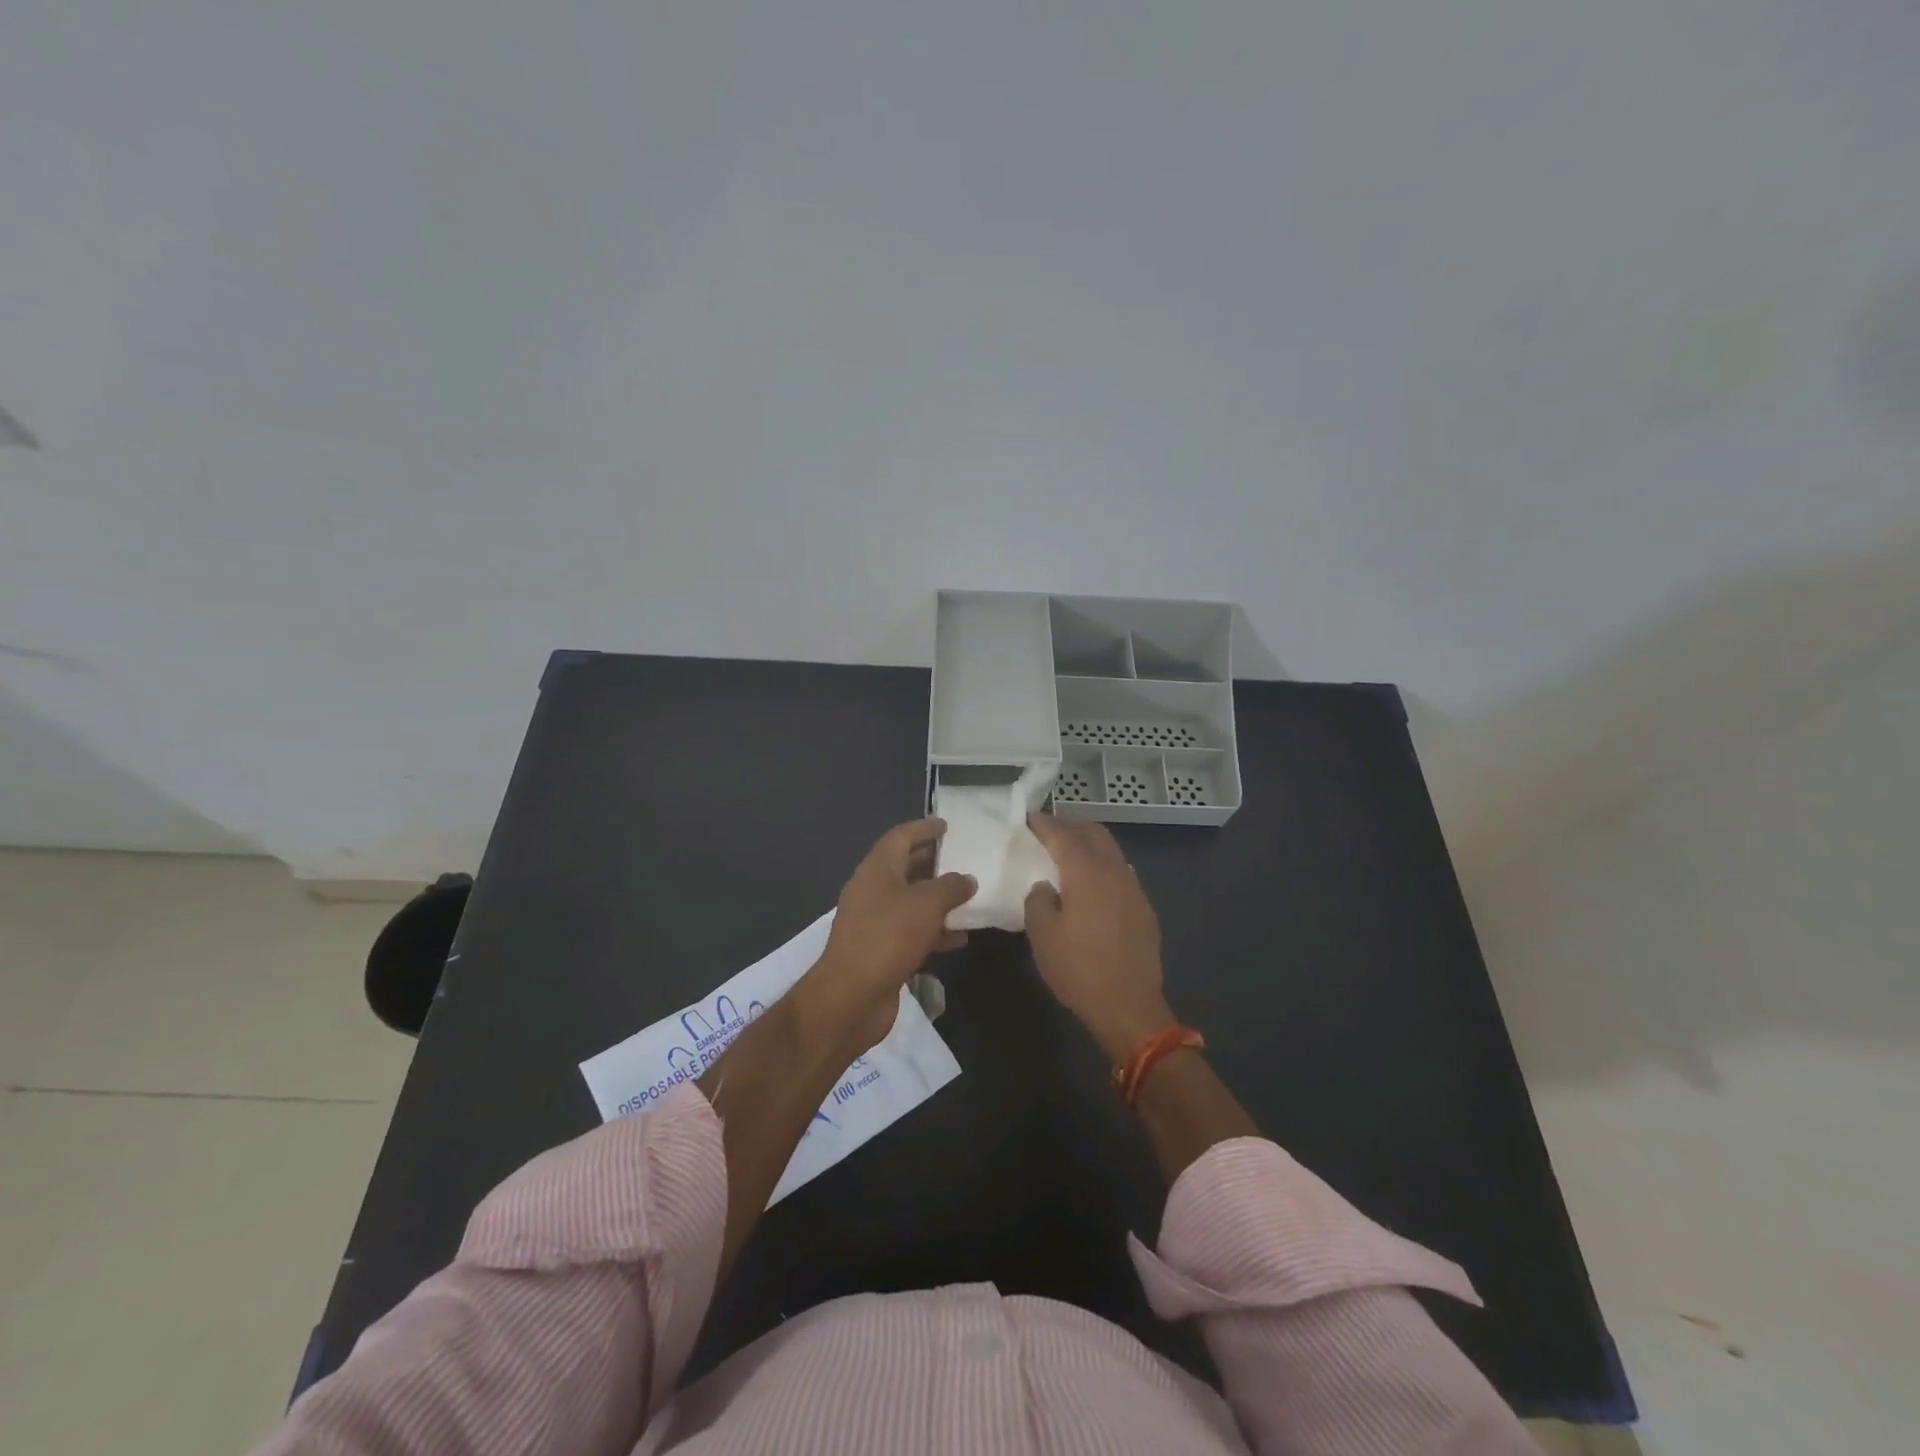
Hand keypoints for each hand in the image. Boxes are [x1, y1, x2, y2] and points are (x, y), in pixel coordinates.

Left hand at [801, 817, 975, 1055]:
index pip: (900, 837)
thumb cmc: (888, 937)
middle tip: (963, 857)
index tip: (947, 825)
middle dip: (933, 862)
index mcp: (876, 870)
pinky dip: (935, 930)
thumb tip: (966, 879)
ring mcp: (875, 922)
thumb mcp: (926, 904)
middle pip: (905, 867)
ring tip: (969, 896)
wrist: (852, 997)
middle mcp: (872, 891)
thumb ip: (950, 887)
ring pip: (911, 901)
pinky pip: (912, 931)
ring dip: (938, 899)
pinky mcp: (881, 951)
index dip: (923, 828)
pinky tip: (960, 937)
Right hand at [1023, 814, 1173, 1061]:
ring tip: (1068, 853)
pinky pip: (1120, 871)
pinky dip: (1102, 865)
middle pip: (1093, 833)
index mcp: (1086, 873)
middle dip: (1070, 826)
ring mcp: (1133, 888)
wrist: (1129, 1007)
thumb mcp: (1042, 936)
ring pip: (1111, 851)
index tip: (1028, 818)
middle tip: (1048, 831)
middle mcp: (1114, 871)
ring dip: (1089, 844)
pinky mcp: (1143, 907)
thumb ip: (1038, 901)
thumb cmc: (1079, 970)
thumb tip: (1046, 887)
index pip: (1062, 835)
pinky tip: (1091, 882)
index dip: (1044, 824)